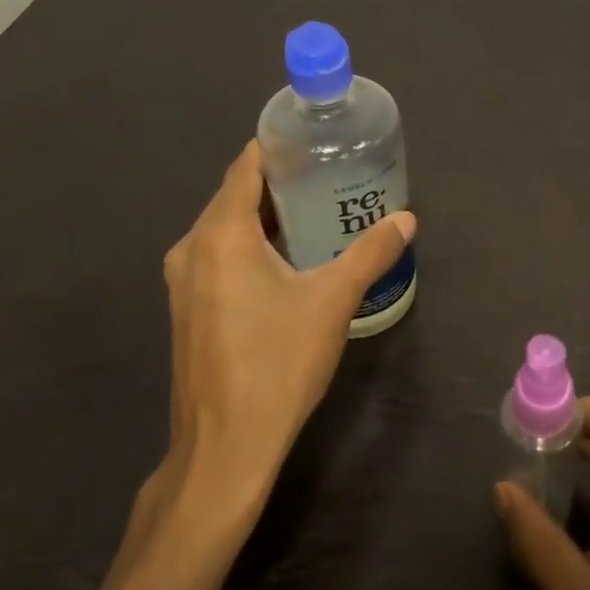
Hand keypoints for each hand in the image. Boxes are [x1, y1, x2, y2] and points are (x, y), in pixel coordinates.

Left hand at [160, 141, 415, 505]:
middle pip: (236, 195)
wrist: (225, 447)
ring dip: (268, 219)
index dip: (279, 148)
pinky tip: (289, 262)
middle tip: (331, 178)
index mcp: (220, 233)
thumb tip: (406, 219)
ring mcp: (183, 280)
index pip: (246, 165)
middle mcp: (192, 247)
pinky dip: (252, 247)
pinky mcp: (187, 308)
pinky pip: (220, 257)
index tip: (317, 142)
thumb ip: (371, 253)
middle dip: (281, 184)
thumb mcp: (333, 301)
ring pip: (227, 229)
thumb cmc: (277, 363)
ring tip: (318, 215)